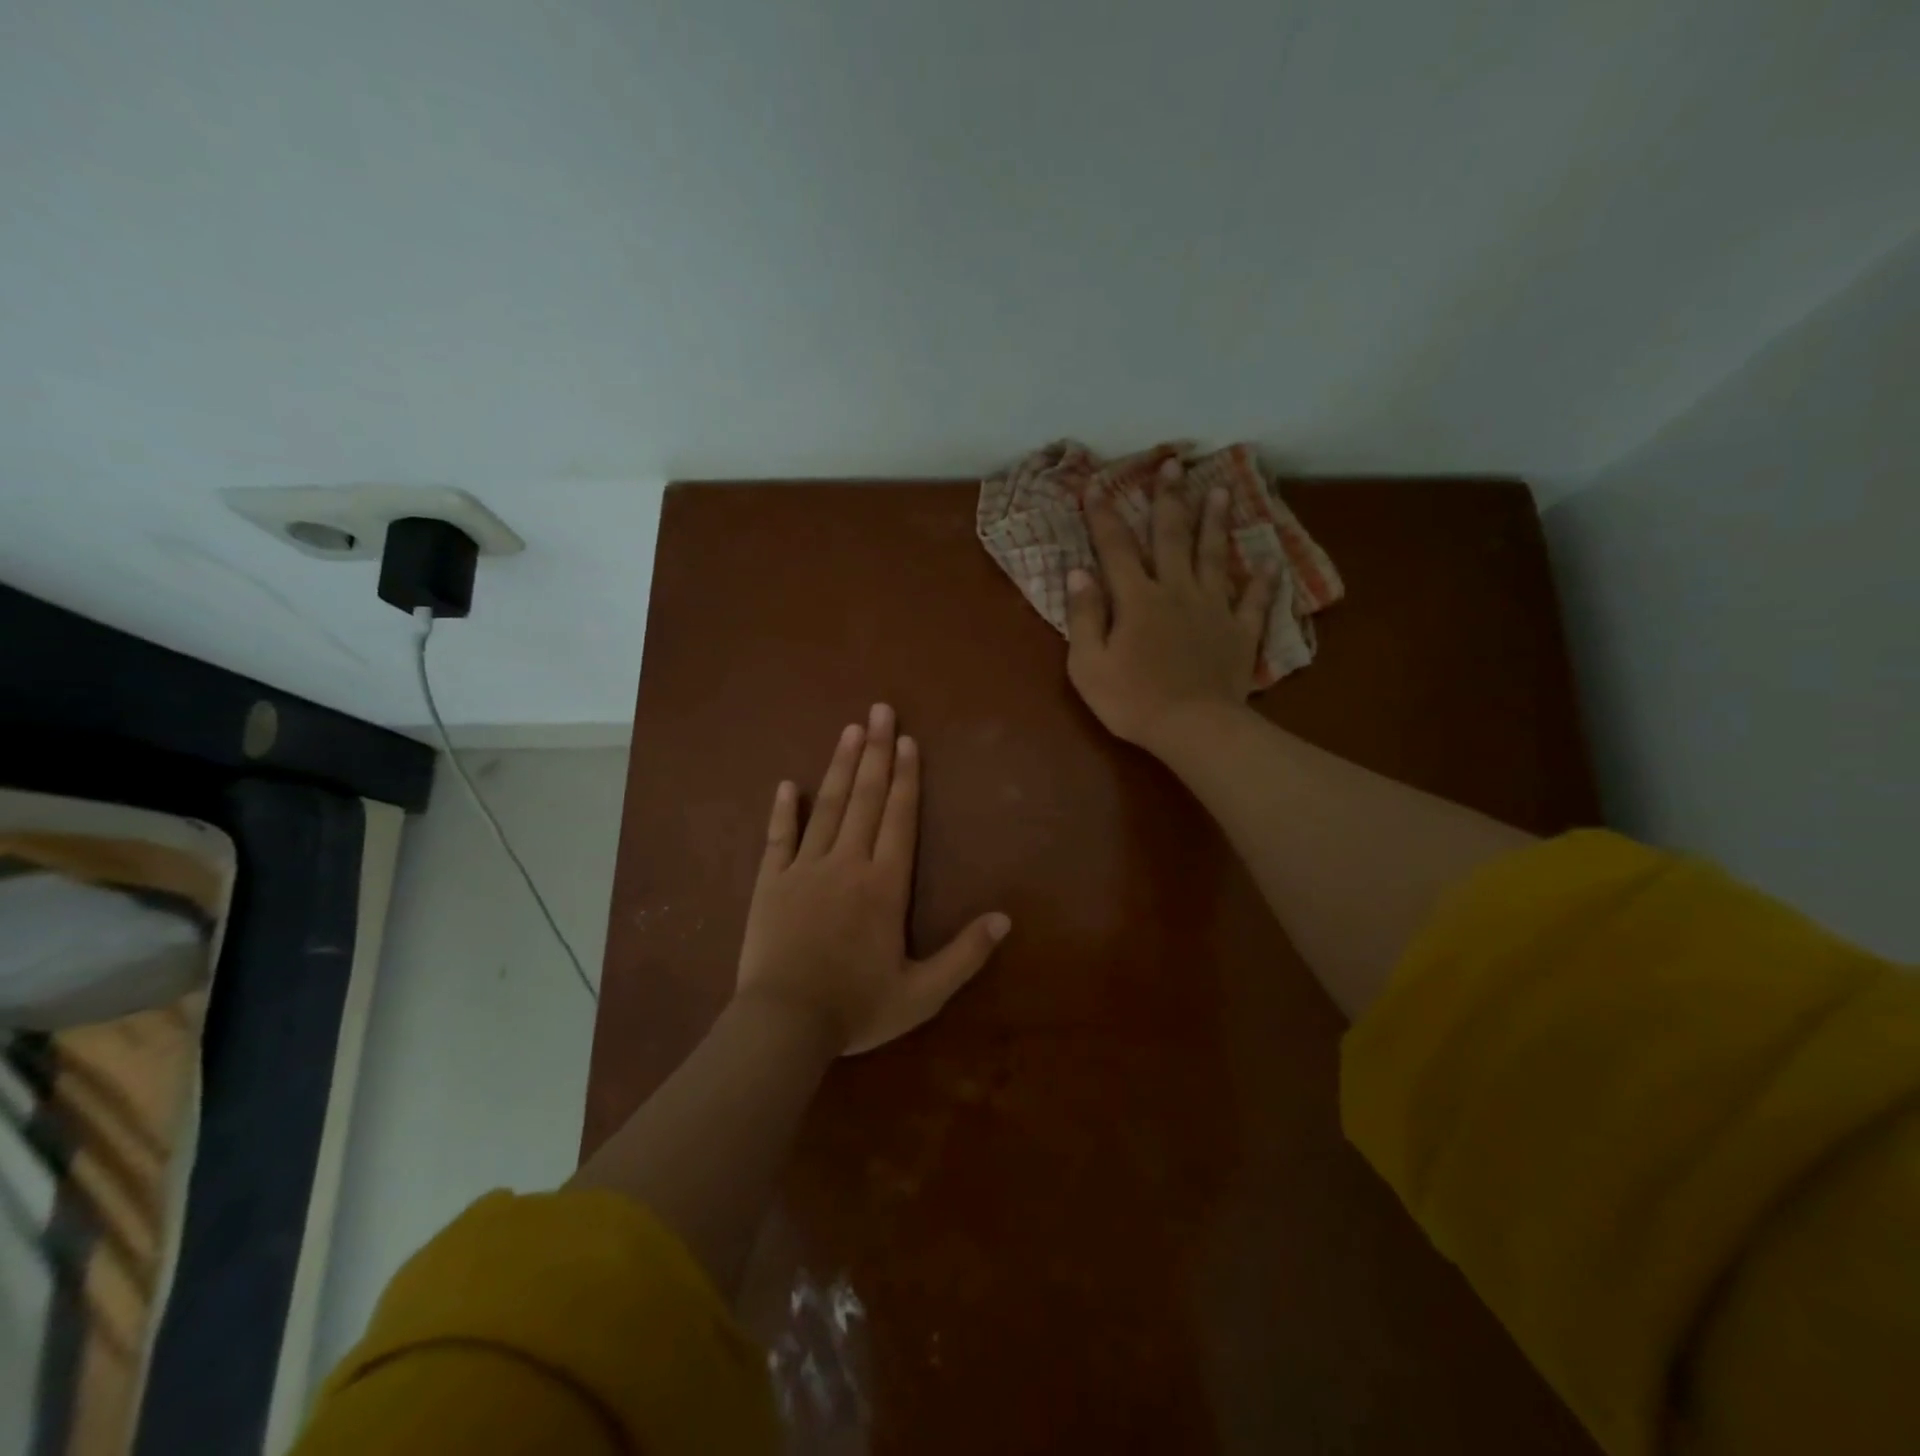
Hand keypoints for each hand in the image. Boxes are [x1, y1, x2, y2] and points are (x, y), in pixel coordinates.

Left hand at [735, 704, 1010, 1054]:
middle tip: (880, 710)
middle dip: (876, 752)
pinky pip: (778, 838)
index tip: (907, 740)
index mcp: (884, 885)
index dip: (906, 777)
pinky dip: (783, 810)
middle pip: (865, 798)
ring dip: (841, 767)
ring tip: (850, 730)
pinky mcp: (770, 882)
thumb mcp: (922, 994)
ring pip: (827, 807)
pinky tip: (788, 784)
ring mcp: (804, 869)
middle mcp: (847, 863)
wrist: (784, 1025)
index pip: (899, 818)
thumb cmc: (856, 1009)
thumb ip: (965, 955)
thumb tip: (1004, 918)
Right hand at [1066, 483, 1276, 753]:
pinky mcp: (1239, 632)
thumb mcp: (1088, 664)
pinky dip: (1262, 581)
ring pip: (1214, 556)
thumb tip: (1079, 573)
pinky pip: (1253, 601)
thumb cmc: (1132, 700)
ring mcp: (1213, 609)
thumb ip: (1084, 616)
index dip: (1103, 516)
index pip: (1115, 549)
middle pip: (1172, 537)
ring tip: (1221, 490)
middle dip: (1169, 499)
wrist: (1192, 727)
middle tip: (1174, 464)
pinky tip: (1268, 562)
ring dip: (1216, 522)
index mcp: (1136, 599)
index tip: (1096, 485)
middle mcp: (1176, 591)